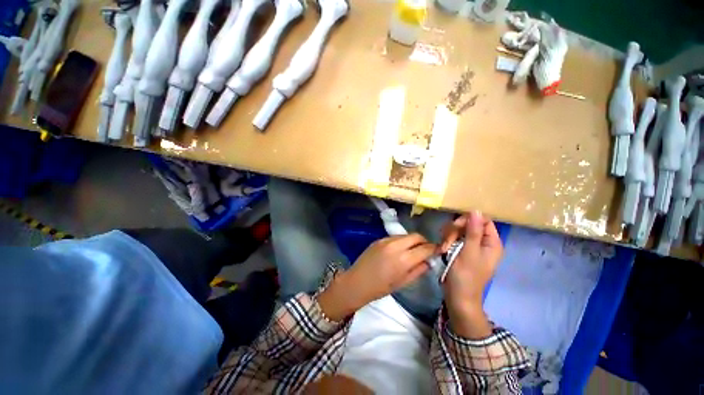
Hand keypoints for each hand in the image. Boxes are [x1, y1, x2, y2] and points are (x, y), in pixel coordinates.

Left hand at [318, 234, 435, 320]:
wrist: (357, 282)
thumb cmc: (380, 288)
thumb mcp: (403, 283)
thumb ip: (418, 270)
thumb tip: (429, 261)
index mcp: (403, 259)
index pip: (425, 248)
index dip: (434, 248)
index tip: (438, 251)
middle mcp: (396, 245)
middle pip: (416, 236)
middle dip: (424, 241)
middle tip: (426, 250)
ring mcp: (386, 240)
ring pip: (406, 235)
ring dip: (413, 240)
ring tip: (412, 250)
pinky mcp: (379, 239)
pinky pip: (395, 236)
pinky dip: (402, 241)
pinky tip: (399, 250)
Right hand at [440, 211, 502, 338]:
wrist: (458, 297)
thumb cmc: (466, 276)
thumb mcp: (469, 252)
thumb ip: (473, 231)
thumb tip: (476, 210)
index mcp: (492, 243)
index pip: (483, 220)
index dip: (469, 220)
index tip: (456, 226)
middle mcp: (483, 242)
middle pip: (468, 223)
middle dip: (455, 230)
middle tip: (448, 241)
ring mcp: (471, 246)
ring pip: (458, 229)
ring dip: (448, 236)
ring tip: (444, 248)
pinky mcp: (460, 249)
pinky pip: (453, 237)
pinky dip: (446, 241)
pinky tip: (442, 249)